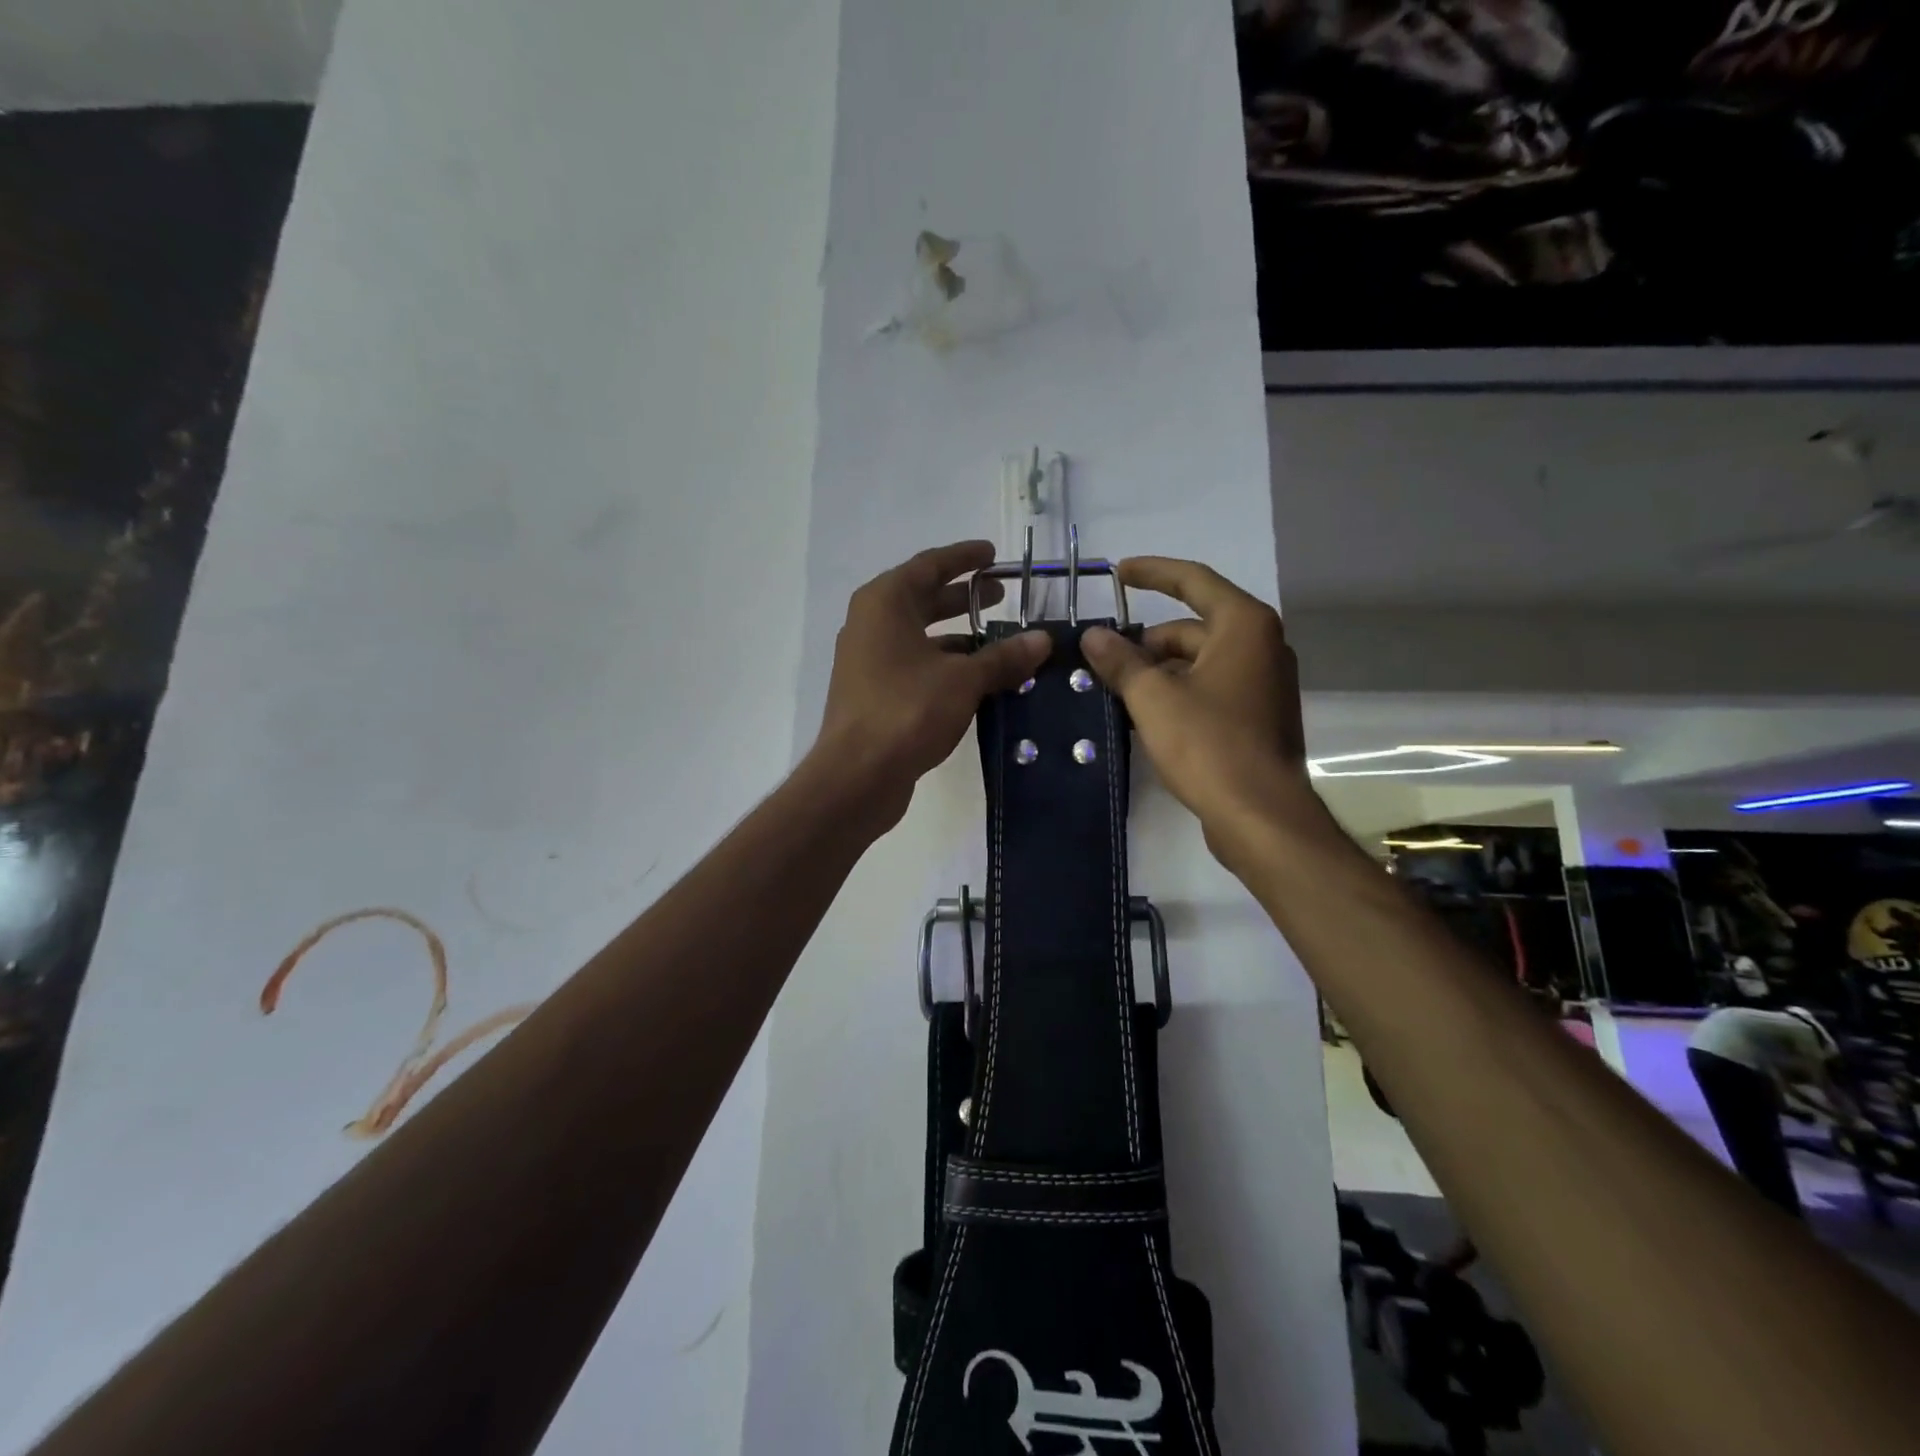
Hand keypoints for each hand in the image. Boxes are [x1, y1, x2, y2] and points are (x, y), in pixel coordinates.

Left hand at [814, 541, 1050, 832]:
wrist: (858, 775)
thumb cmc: (908, 710)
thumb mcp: (964, 679)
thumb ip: (1003, 657)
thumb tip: (1042, 640)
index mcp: (885, 602)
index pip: (929, 565)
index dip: (964, 558)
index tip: (994, 555)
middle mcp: (870, 624)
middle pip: (922, 598)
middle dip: (963, 597)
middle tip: (1002, 596)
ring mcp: (868, 660)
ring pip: (920, 636)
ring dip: (957, 636)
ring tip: (998, 641)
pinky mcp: (873, 693)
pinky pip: (915, 665)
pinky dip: (944, 665)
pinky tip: (976, 680)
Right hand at [1079, 556, 1322, 866]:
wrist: (1260, 815)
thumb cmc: (1208, 744)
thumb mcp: (1153, 698)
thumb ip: (1120, 661)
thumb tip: (1092, 636)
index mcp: (1244, 625)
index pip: (1193, 580)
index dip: (1152, 572)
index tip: (1117, 573)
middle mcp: (1261, 645)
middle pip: (1192, 627)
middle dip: (1146, 642)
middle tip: (1103, 661)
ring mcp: (1263, 683)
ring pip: (1199, 661)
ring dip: (1158, 671)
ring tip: (1116, 692)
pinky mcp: (1258, 716)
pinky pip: (1210, 688)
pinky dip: (1178, 692)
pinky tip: (1145, 715)